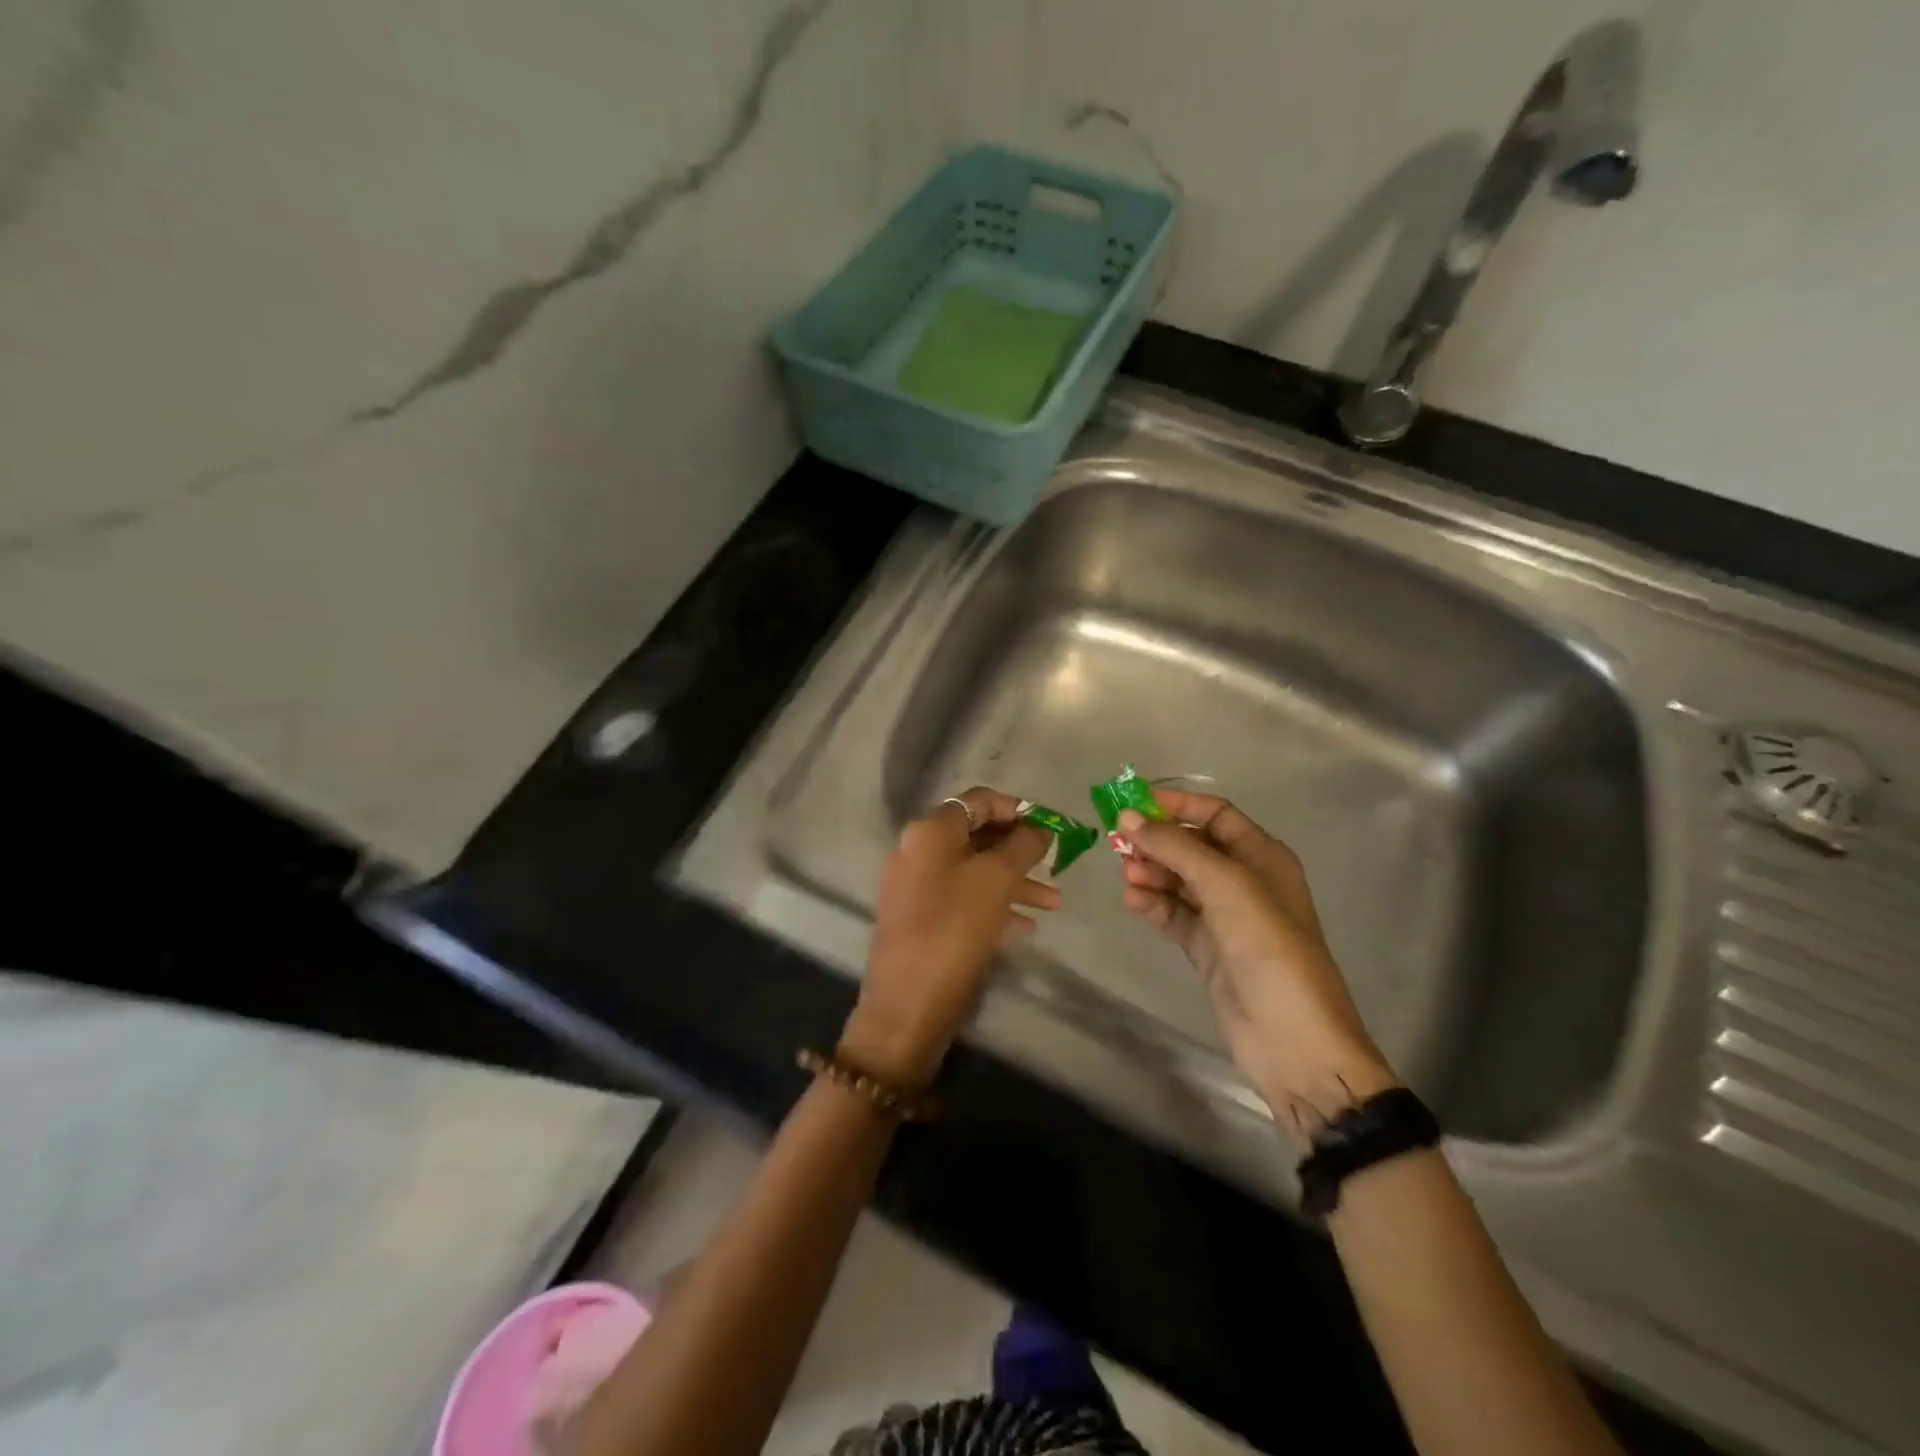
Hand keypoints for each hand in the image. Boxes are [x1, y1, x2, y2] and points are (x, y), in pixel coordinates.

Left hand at [841, 787, 1057, 1089]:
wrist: (907, 1007)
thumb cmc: (954, 930)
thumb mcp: (996, 880)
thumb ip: (1022, 846)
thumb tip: (1040, 828)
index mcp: (929, 831)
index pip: (978, 800)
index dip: (1017, 809)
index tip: (1050, 828)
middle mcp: (917, 851)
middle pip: (977, 836)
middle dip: (1019, 849)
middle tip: (1056, 863)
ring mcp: (915, 887)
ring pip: (974, 871)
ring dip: (1014, 881)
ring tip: (1054, 902)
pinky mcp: (920, 919)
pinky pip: (964, 900)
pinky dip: (995, 906)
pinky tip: (1027, 927)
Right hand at [1115, 789, 1397, 1138]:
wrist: (1291, 1037)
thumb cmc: (1267, 946)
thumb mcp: (1224, 885)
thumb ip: (1174, 848)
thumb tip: (1127, 817)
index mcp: (1262, 856)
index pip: (1214, 814)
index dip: (1176, 805)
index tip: (1132, 804)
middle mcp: (1243, 880)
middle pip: (1192, 846)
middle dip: (1157, 842)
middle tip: (1119, 845)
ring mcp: (1224, 916)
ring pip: (1178, 880)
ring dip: (1151, 873)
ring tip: (1128, 878)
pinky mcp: (1207, 947)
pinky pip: (1173, 913)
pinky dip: (1153, 904)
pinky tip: (1134, 902)